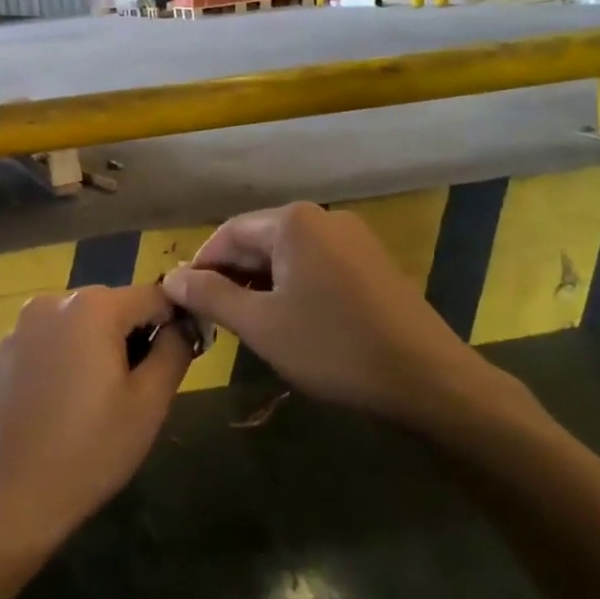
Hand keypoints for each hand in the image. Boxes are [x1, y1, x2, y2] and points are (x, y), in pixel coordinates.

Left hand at [0, 284, 193, 559]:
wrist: (12, 494)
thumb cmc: (91, 449)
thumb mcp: (150, 403)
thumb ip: (174, 350)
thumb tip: (182, 324)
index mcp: (93, 307)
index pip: (153, 296)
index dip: (173, 322)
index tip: (177, 358)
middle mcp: (52, 302)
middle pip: (112, 306)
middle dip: (130, 336)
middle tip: (134, 388)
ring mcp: (20, 326)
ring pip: (77, 323)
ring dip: (95, 347)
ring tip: (95, 398)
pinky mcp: (1, 352)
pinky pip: (46, 342)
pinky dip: (61, 359)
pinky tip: (59, 403)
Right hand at [161, 202, 525, 437]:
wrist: (429, 380)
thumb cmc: (334, 347)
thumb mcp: (260, 325)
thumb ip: (209, 297)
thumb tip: (170, 278)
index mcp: (293, 221)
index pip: (227, 234)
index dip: (200, 267)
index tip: (184, 303)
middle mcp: (323, 217)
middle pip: (258, 241)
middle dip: (231, 277)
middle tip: (211, 319)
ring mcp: (353, 238)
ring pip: (287, 255)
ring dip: (259, 285)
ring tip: (245, 324)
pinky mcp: (371, 263)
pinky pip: (315, 266)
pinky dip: (291, 288)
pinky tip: (288, 321)